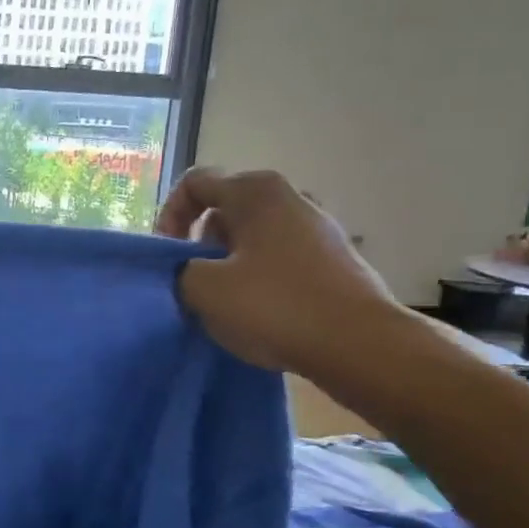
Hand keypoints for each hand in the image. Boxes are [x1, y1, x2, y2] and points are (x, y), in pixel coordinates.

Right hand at [156, 168, 402, 373]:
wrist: (360, 344)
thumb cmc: (275, 306)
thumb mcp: (203, 289)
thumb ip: (180, 270)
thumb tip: (189, 270)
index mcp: (255, 191)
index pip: (194, 183)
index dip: (169, 216)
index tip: (168, 256)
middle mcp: (288, 198)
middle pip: (224, 211)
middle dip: (199, 245)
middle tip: (193, 284)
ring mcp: (316, 228)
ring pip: (251, 238)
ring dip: (228, 266)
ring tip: (224, 304)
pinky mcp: (332, 259)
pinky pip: (278, 259)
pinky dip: (258, 279)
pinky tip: (259, 314)